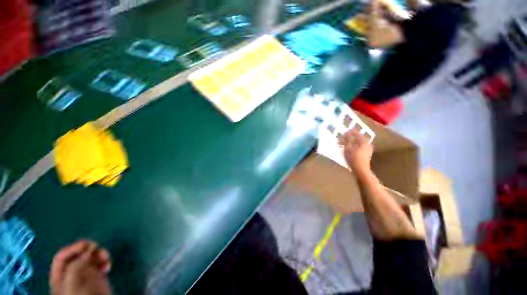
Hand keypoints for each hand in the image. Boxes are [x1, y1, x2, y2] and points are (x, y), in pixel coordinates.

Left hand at [50, 240, 111, 294]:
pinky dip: (105, 262)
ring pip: (90, 259)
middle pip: (77, 256)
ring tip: (106, 257)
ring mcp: (85, 276)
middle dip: (88, 250)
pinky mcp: (97, 278)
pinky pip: (100, 265)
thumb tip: (87, 250)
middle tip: (98, 248)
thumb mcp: (73, 282)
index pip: (62, 257)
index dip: (72, 248)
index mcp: (60, 276)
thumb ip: (76, 266)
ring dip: (99, 255)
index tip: (86, 244)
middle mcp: (71, 274)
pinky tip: (108, 265)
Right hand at [341, 129, 372, 176]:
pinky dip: (353, 147)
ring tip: (344, 145)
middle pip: (357, 139)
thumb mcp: (348, 148)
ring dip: (351, 143)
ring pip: (358, 144)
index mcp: (364, 141)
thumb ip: (347, 139)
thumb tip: (347, 132)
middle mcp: (367, 144)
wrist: (361, 170)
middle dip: (349, 138)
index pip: (357, 133)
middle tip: (342, 139)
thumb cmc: (353, 158)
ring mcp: (368, 150)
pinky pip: (359, 148)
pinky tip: (348, 150)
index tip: (344, 131)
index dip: (350, 132)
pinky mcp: (366, 155)